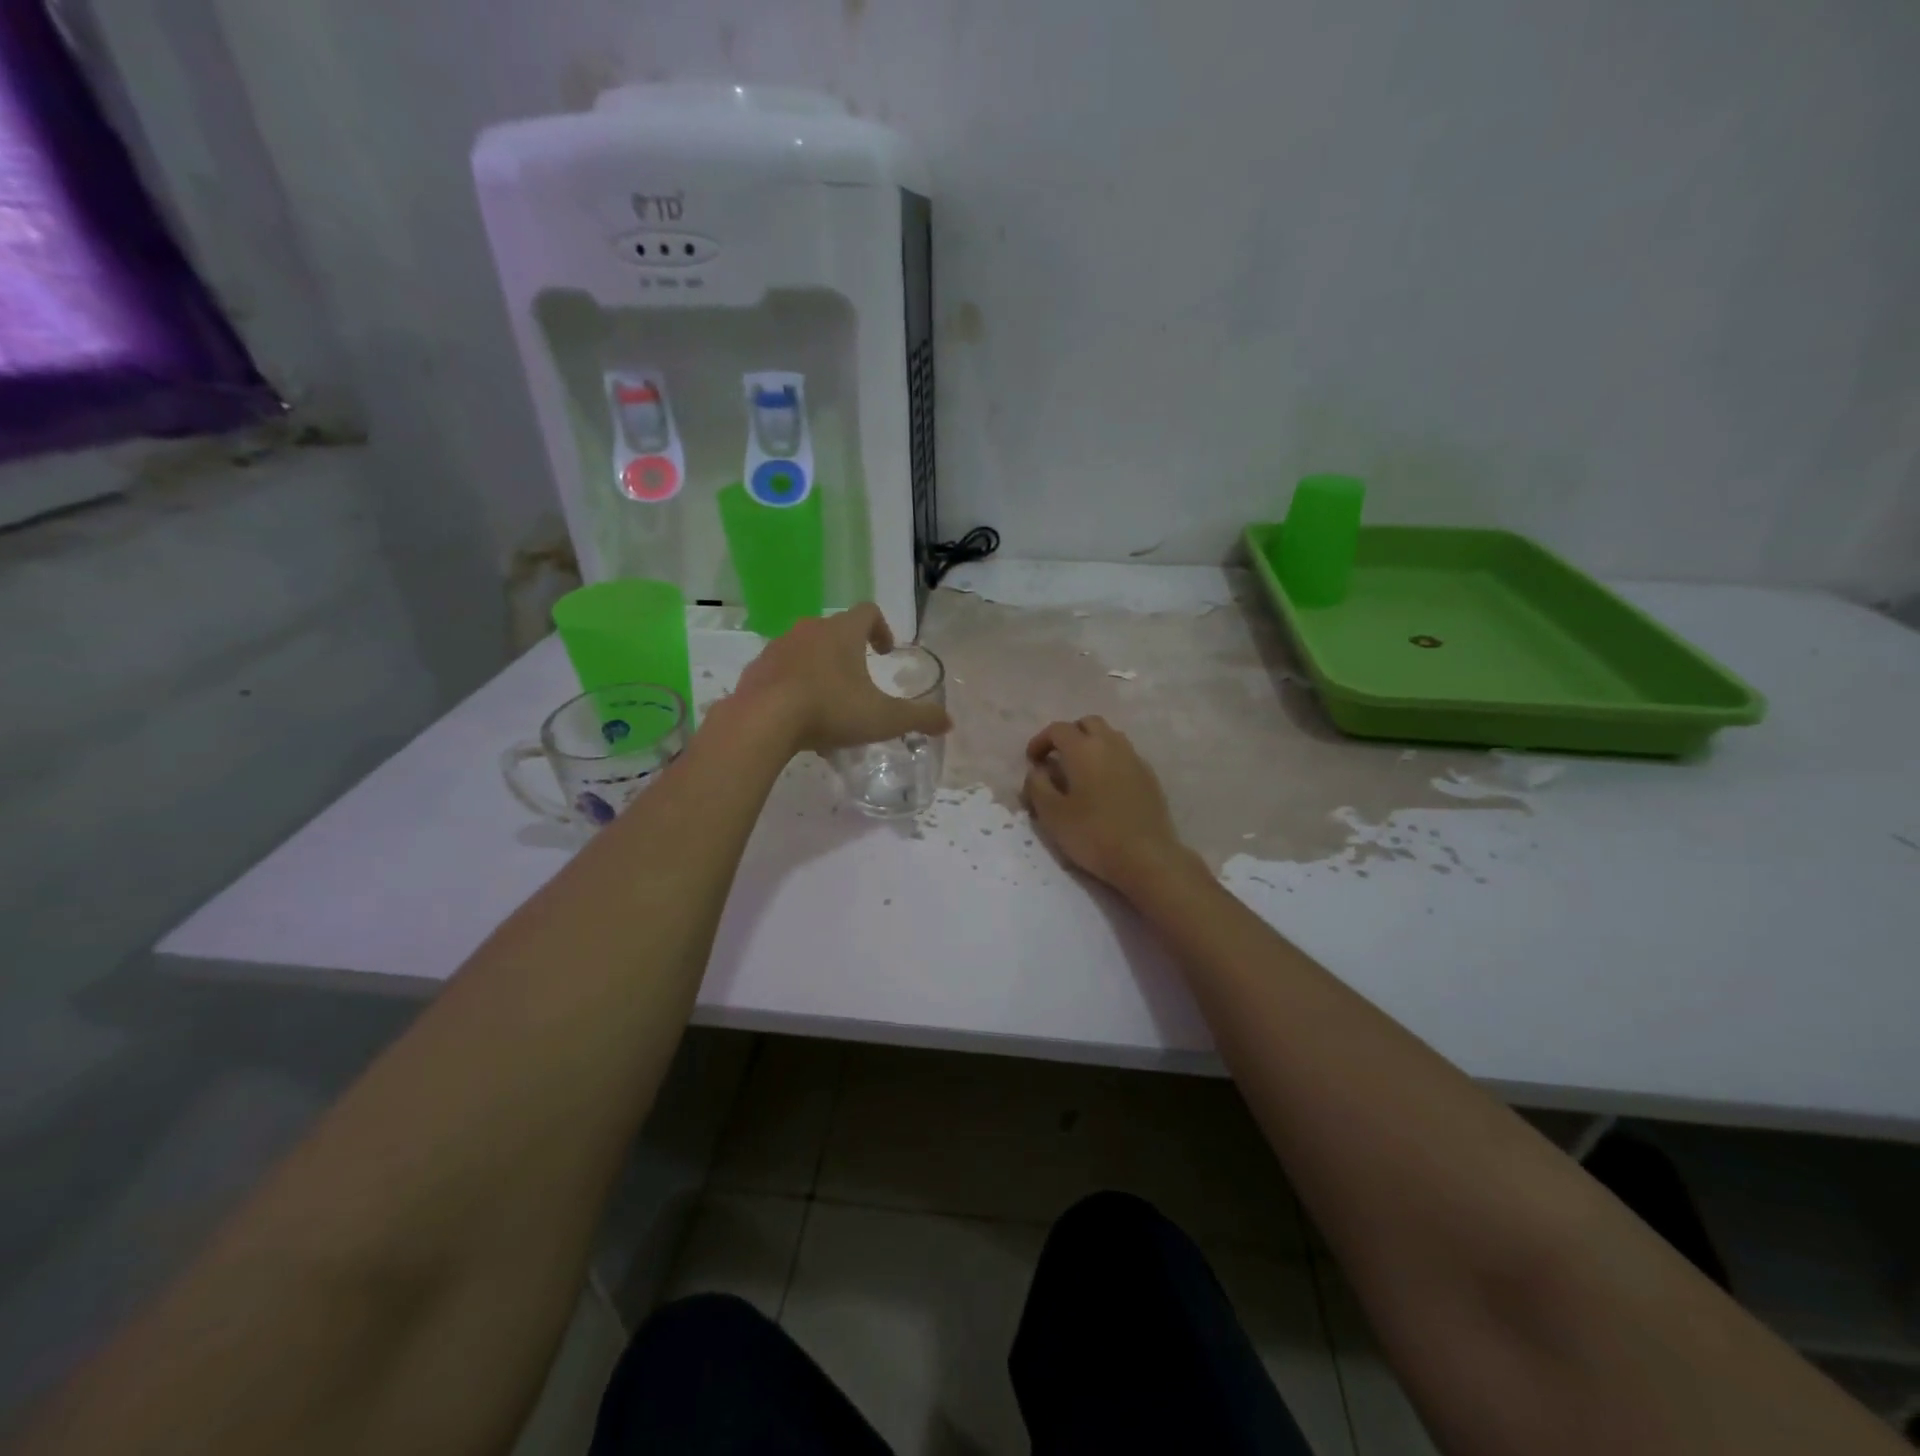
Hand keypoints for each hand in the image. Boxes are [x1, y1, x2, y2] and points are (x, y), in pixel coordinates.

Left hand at [732, 604, 952, 756]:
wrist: (763, 722)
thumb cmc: (831, 710)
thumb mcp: (884, 718)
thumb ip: (919, 718)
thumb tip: (949, 722)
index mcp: (842, 632)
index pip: (868, 612)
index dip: (881, 629)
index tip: (885, 653)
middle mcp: (809, 630)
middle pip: (834, 630)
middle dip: (849, 653)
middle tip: (859, 682)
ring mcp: (778, 648)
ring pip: (806, 650)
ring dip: (820, 669)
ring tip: (828, 703)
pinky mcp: (756, 670)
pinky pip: (781, 671)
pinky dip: (793, 685)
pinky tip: (798, 716)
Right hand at [1023, 717, 1196, 894]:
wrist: (1146, 857)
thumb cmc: (1092, 834)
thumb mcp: (1051, 814)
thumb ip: (1037, 786)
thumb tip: (1037, 770)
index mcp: (1084, 749)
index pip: (1058, 729)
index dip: (1041, 741)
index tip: (1032, 761)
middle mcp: (1111, 744)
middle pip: (1088, 723)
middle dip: (1069, 735)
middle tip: (1057, 759)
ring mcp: (1134, 759)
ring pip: (1110, 737)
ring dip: (1092, 745)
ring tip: (1081, 772)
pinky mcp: (1150, 777)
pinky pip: (1125, 756)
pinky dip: (1110, 761)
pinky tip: (1105, 787)